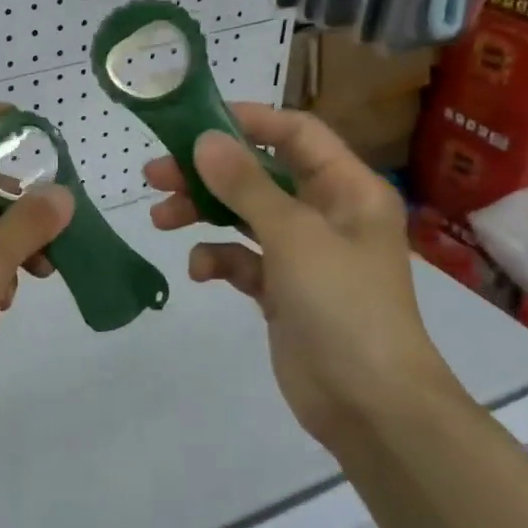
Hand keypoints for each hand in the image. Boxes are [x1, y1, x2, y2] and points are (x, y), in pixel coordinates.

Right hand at [145, 103, 460, 440]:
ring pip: (243, 216)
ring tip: (160, 218)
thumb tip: (204, 139)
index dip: (249, 121)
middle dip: (208, 173)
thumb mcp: (294, 236)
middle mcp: (327, 214)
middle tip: (155, 173)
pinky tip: (200, 271)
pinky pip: (242, 259)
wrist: (371, 406)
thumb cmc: (343, 305)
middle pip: (260, 174)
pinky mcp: (282, 290)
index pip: (296, 134)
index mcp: (347, 189)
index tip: (194, 123)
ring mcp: (303, 254)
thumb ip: (246, 185)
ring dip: (202, 213)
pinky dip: (218, 259)